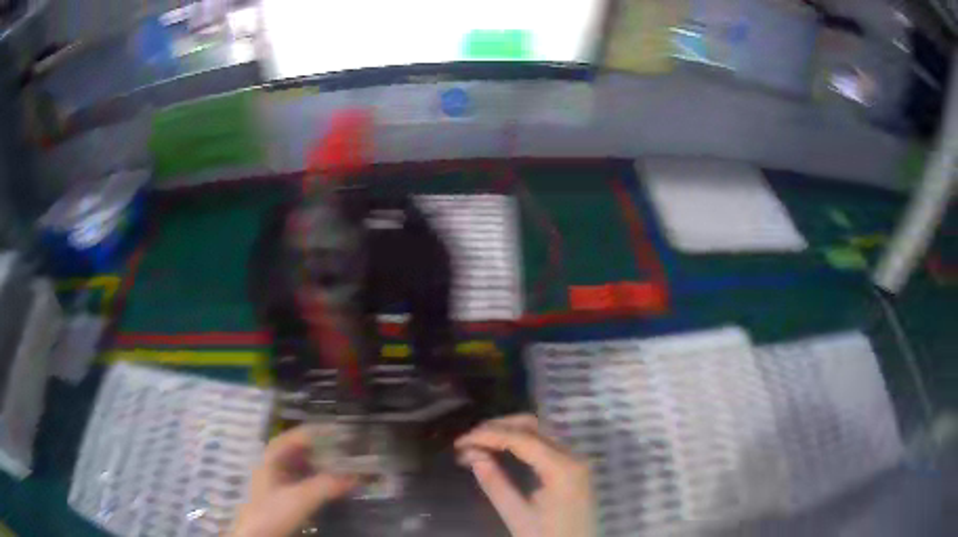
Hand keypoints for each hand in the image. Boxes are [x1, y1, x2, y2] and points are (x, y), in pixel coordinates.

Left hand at [230, 426, 356, 536]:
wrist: (258, 536)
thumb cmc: (273, 512)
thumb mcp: (300, 498)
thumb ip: (326, 485)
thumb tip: (354, 476)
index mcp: (271, 459)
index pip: (293, 438)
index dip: (314, 433)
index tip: (337, 432)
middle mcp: (273, 468)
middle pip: (298, 452)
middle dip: (321, 451)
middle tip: (344, 451)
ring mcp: (277, 484)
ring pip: (301, 468)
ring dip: (321, 467)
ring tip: (342, 468)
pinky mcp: (284, 499)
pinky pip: (303, 483)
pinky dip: (318, 482)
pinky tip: (331, 487)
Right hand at [455, 414, 594, 536]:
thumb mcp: (517, 516)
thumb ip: (495, 484)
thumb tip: (472, 455)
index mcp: (562, 468)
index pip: (521, 438)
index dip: (487, 435)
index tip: (459, 442)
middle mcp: (573, 455)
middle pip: (533, 426)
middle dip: (497, 427)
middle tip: (468, 441)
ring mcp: (576, 459)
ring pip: (540, 430)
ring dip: (508, 431)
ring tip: (479, 443)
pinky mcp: (573, 467)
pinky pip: (546, 442)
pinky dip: (521, 440)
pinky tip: (502, 449)